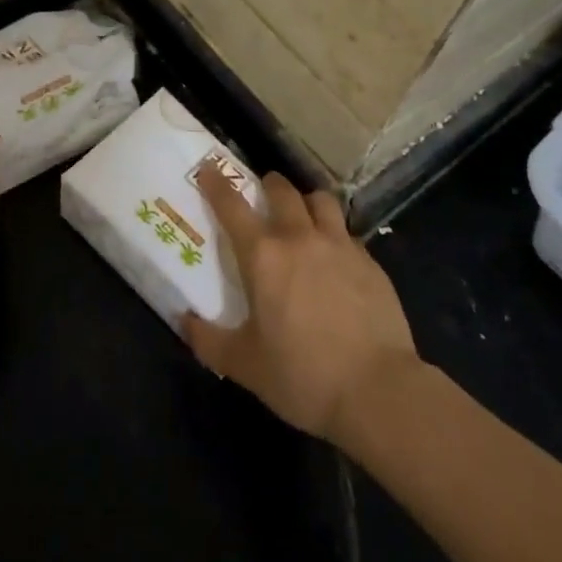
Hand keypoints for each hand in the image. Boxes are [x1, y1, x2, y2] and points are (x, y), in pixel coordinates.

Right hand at [184, 167, 419, 446]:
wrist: (378, 392)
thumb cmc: (302, 376)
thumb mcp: (245, 365)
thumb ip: (208, 340)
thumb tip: (184, 321)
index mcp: (263, 256)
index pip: (232, 206)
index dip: (216, 184)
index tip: (208, 170)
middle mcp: (300, 238)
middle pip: (282, 191)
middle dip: (268, 185)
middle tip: (262, 193)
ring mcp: (340, 246)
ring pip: (320, 200)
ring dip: (305, 200)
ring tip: (302, 214)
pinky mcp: (370, 263)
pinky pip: (347, 232)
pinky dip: (335, 233)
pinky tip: (335, 257)